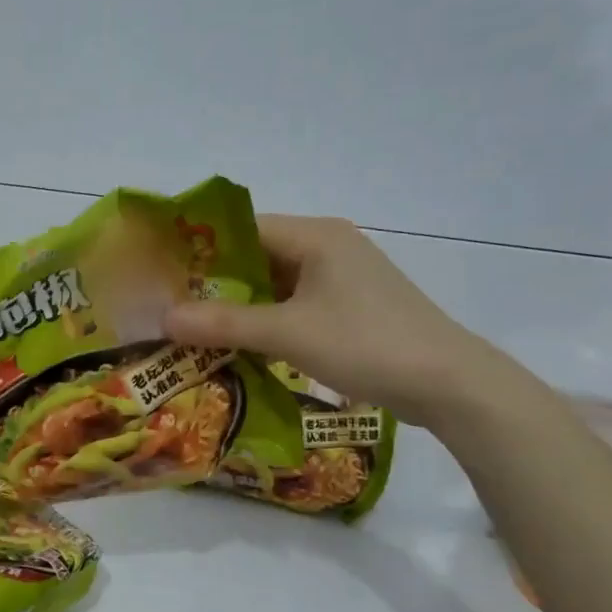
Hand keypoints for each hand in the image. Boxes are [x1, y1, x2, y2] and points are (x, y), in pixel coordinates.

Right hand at [163, 215, 510, 427]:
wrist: (448, 383)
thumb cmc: (366, 343)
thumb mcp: (287, 333)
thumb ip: (223, 323)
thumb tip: (164, 318)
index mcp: (316, 235)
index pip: (243, 228)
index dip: (201, 247)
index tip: (164, 273)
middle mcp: (328, 246)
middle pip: (257, 256)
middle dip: (215, 281)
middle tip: (172, 305)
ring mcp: (341, 277)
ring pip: (274, 283)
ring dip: (240, 305)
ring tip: (195, 327)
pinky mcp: (350, 306)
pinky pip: (294, 304)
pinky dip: (266, 319)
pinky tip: (239, 343)